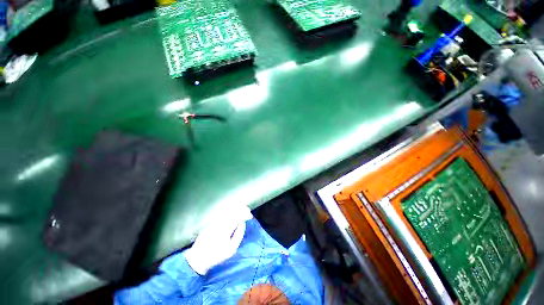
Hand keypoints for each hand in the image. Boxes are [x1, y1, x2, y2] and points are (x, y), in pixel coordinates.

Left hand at [184, 204, 252, 274]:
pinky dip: (229, 211)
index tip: (250, 215)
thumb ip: (239, 234)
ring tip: (242, 209)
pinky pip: (222, 213)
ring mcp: (214, 221)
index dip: (245, 213)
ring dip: (236, 208)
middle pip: (232, 210)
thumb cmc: (216, 255)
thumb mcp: (231, 249)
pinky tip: (232, 213)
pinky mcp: (210, 222)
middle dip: (241, 209)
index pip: (237, 215)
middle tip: (247, 210)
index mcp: (226, 228)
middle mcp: (220, 222)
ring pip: (227, 211)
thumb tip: (242, 222)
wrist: (198, 258)